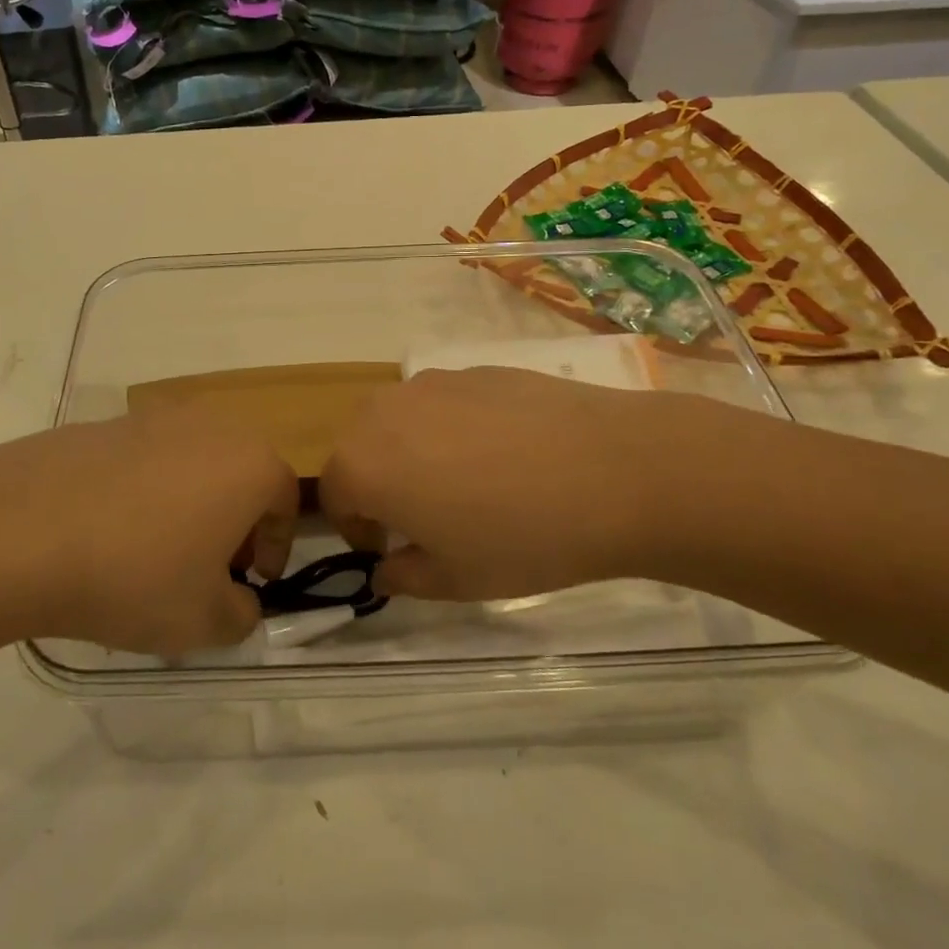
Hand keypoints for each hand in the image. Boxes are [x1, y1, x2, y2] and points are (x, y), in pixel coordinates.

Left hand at [0, 406, 297, 657]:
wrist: (20, 530)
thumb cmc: (134, 575)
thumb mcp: (203, 622)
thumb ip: (241, 615)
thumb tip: (237, 601)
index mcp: (250, 463)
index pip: (286, 502)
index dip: (275, 547)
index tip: (251, 583)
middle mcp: (210, 427)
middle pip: (240, 475)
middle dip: (234, 523)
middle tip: (207, 569)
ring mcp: (152, 418)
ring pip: (191, 464)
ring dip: (188, 505)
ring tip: (152, 554)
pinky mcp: (103, 423)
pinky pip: (142, 460)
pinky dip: (141, 492)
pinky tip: (105, 533)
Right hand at [320, 367, 711, 600]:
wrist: (614, 470)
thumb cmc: (521, 537)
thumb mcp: (455, 580)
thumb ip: (404, 576)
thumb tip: (386, 568)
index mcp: (364, 464)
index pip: (334, 496)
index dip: (356, 529)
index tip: (391, 550)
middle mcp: (384, 412)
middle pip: (358, 449)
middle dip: (377, 484)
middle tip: (424, 517)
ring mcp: (431, 383)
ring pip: (399, 421)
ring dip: (410, 452)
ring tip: (465, 482)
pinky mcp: (474, 369)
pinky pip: (442, 403)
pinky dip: (451, 428)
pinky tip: (503, 453)